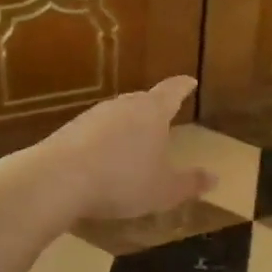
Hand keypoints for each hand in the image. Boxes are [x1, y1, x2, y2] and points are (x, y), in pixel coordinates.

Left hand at [18, 76, 214, 223]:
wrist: (58, 179)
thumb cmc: (122, 180)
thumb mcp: (163, 190)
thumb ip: (189, 183)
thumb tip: (214, 178)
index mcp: (152, 112)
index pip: (172, 91)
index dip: (183, 86)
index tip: (190, 81)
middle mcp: (123, 105)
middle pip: (143, 100)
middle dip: (155, 107)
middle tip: (163, 116)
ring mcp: (93, 115)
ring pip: (118, 114)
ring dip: (127, 125)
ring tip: (134, 141)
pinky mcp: (70, 130)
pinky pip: (96, 131)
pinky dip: (105, 140)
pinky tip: (104, 157)